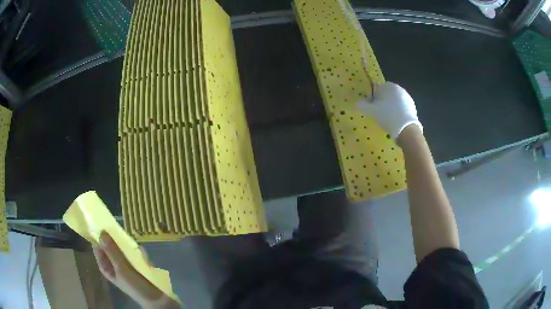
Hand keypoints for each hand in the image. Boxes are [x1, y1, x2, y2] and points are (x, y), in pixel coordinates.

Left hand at [93, 231, 178, 308]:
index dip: (97, 235)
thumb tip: (101, 232)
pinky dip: (139, 254)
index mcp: (106, 266)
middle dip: (116, 240)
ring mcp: (126, 263)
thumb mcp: (122, 269)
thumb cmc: (136, 287)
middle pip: (110, 245)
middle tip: (121, 234)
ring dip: (129, 247)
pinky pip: (135, 253)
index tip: (101, 222)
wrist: (158, 300)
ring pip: (123, 247)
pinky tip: (145, 259)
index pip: (97, 246)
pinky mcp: (137, 264)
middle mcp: (114, 263)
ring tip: (136, 252)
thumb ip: (112, 251)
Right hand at [357, 82, 421, 139]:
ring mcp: (407, 98)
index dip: (373, 97)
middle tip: (379, 113)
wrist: (407, 129)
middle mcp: (399, 89)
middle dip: (383, 101)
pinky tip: (395, 122)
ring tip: (387, 119)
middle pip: (387, 94)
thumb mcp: (371, 111)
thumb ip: (362, 105)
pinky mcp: (413, 107)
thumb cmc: (387, 116)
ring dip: (391, 107)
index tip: (372, 107)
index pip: (378, 88)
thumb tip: (358, 103)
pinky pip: (402, 108)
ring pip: (395, 101)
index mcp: (389, 86)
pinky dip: (398, 113)